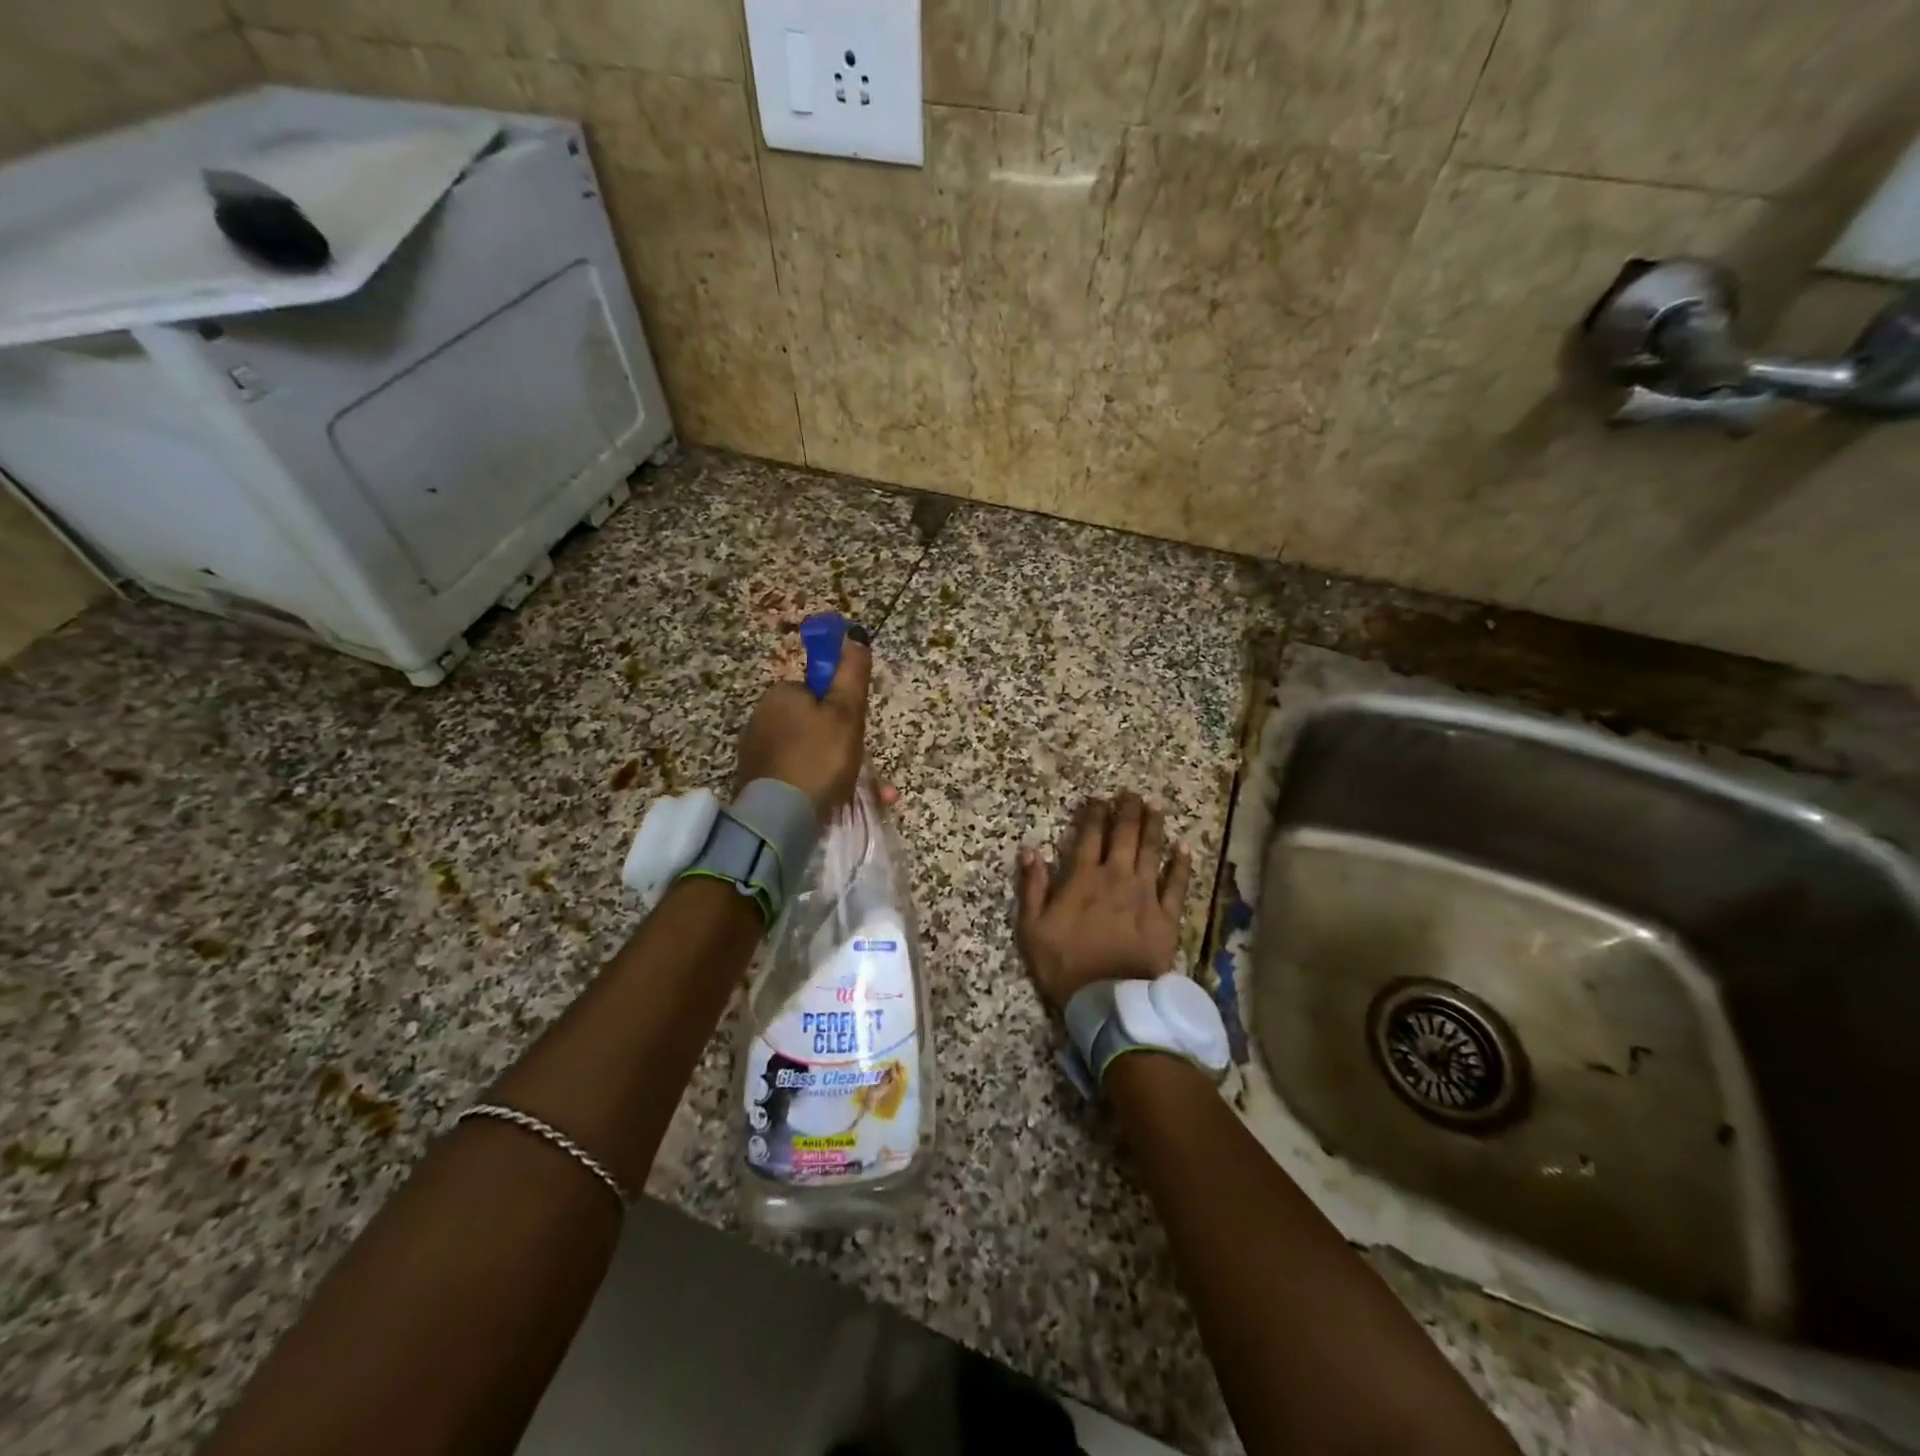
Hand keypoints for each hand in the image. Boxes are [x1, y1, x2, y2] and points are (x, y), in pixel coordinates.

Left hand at [734, 626, 872, 817]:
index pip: (818, 693)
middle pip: (814, 724)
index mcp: (780, 696)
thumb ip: (851, 674)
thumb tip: (853, 634)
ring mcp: (756, 753)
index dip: (842, 710)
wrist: (780, 819)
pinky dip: (818, 787)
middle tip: (861, 769)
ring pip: (809, 754)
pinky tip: (837, 805)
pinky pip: (797, 777)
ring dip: (837, 770)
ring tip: (867, 795)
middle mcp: (761, 718)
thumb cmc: (819, 759)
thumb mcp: (845, 712)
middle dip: (843, 745)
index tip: (854, 732)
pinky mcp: (756, 783)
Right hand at [1015, 793, 1191, 1010]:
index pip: (1089, 835)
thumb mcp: (1032, 928)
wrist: (1108, 1000)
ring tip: (1154, 808)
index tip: (1097, 799)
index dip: (1093, 814)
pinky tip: (1184, 848)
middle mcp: (1116, 877)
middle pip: (1124, 835)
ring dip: (1152, 827)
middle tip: (1130, 794)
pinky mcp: (1166, 916)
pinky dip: (1180, 864)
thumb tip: (1030, 850)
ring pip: (1151, 851)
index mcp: (1083, 878)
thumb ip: (1032, 887)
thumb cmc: (1065, 965)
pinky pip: (1176, 884)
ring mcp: (1145, 895)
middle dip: (1127, 811)